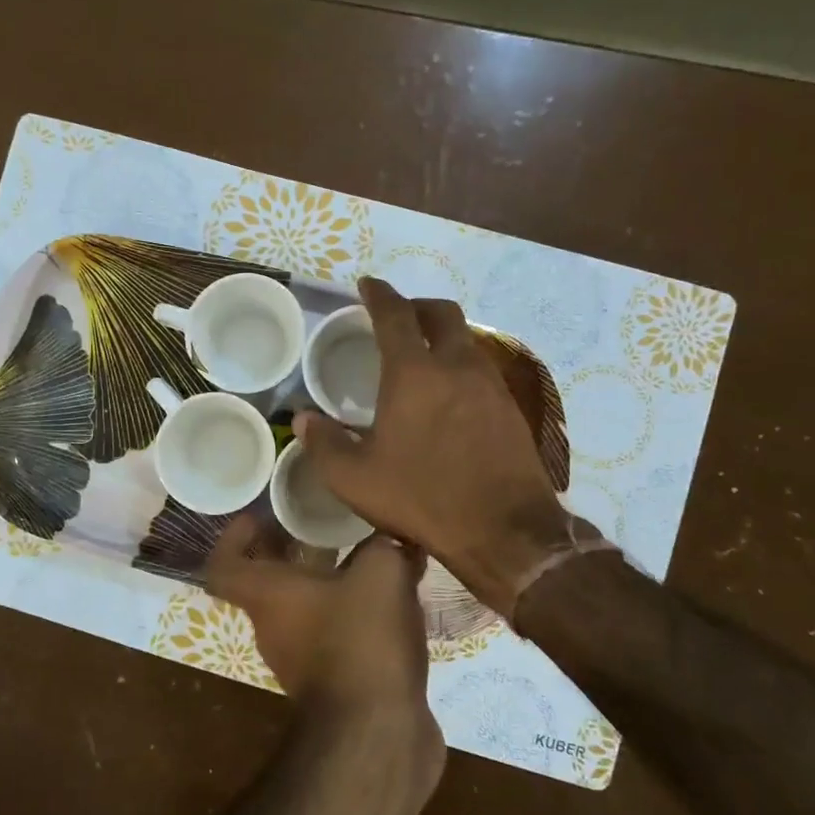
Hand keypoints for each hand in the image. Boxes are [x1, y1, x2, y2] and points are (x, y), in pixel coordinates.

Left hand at [206, 513, 438, 738]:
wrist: (378, 737)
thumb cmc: (361, 641)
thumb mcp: (380, 573)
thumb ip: (383, 545)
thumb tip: (391, 537)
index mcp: (267, 597)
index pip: (224, 564)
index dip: (234, 537)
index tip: (260, 517)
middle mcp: (274, 629)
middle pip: (269, 583)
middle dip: (294, 551)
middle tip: (327, 527)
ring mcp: (302, 663)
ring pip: (307, 610)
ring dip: (331, 583)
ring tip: (371, 559)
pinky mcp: (335, 686)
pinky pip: (337, 637)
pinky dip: (356, 615)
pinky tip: (396, 602)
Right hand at [294, 277, 610, 620]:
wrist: (504, 530)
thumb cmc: (421, 497)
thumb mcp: (354, 478)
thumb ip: (323, 444)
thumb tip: (303, 420)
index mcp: (413, 373)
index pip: (395, 315)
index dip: (379, 294)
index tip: (368, 284)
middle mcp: (456, 366)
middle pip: (442, 313)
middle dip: (417, 306)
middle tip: (398, 316)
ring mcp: (490, 385)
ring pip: (467, 339)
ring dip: (443, 336)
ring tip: (423, 356)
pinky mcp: (511, 408)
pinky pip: (483, 369)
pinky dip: (461, 365)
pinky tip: (451, 394)